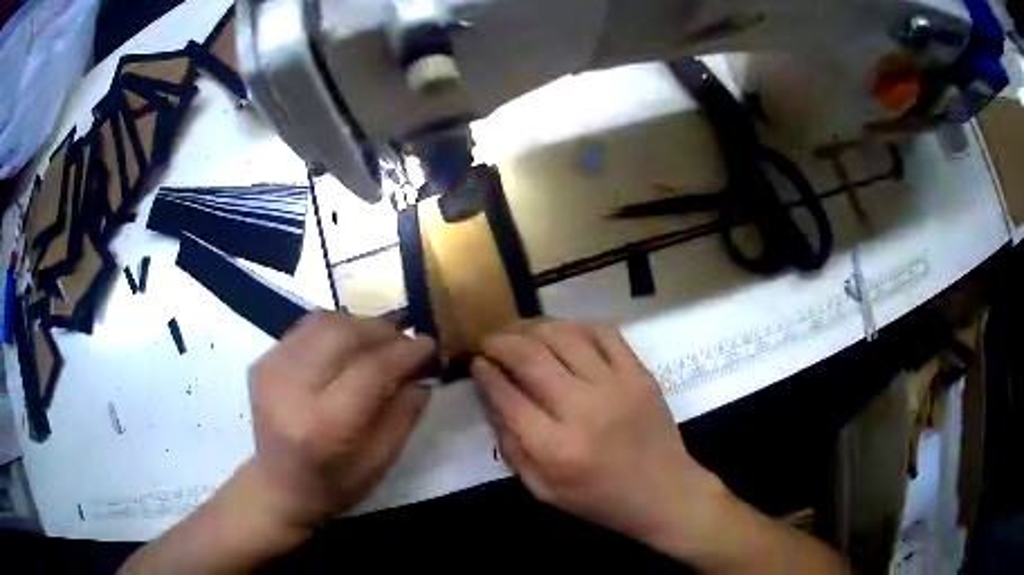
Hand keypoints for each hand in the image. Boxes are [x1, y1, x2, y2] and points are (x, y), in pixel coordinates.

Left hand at [248, 312, 434, 527]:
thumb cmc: (335, 484)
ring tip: (379, 341)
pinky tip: (347, 346)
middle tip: (405, 341)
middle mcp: (291, 389)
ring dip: (359, 325)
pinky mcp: (262, 361)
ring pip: (323, 322)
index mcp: (325, 426)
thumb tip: (423, 370)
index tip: (429, 345)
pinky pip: (305, 328)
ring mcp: (271, 370)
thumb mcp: (381, 461)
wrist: (278, 485)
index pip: (371, 370)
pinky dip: (334, 329)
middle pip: (343, 334)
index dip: (405, 352)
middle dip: (383, 331)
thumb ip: (405, 413)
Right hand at [472, 321, 725, 549]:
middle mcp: (583, 409)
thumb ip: (513, 449)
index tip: (476, 362)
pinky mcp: (639, 373)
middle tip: (489, 340)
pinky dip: (577, 325)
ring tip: (519, 331)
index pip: (508, 397)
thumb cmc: (599, 499)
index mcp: (556, 448)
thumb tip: (492, 402)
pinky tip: (562, 331)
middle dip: (501, 342)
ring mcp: (616, 386)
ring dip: (533, 327)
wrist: (663, 491)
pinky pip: (604, 333)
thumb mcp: (543, 491)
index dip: (485, 373)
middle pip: (531, 358)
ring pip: (564, 337)